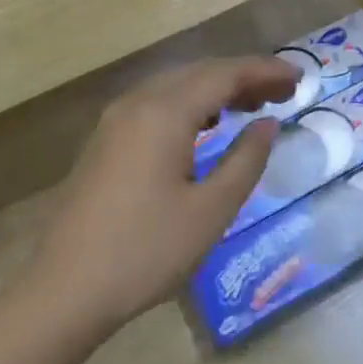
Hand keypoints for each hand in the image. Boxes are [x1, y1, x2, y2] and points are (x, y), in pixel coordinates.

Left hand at [36, 57, 299, 338]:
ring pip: (178, 85)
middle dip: (246, 76)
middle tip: (285, 92)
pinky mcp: (106, 139)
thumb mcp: (210, 211)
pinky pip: (159, 102)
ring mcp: (116, 119)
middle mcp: (139, 102)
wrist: (62, 292)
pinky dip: (192, 103)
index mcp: (165, 112)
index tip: (300, 77)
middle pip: (201, 72)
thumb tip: (268, 125)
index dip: (265, 71)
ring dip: (218, 88)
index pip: (225, 74)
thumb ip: (246, 161)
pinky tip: (208, 125)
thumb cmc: (145, 252)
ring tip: (254, 105)